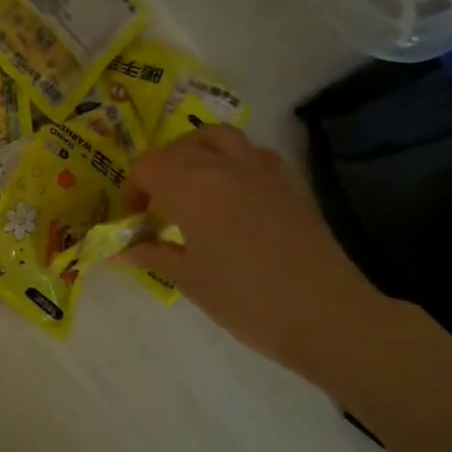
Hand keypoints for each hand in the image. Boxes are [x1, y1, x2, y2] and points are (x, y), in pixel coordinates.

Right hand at [122, 126, 398, 381]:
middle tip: (158, 206)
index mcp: (191, 187)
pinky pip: (254, 153)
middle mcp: (223, 166)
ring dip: (196, 152)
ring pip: (218, 137)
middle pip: (178, 148)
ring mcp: (261, 170)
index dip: (132, 190)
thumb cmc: (245, 300)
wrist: (324, 314)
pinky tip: (234, 191)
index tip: (135, 219)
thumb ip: (154, 255)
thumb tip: (127, 250)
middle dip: (160, 171)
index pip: (147, 166)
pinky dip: (234, 160)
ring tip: (192, 185)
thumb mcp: (190, 280)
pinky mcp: (289, 182)